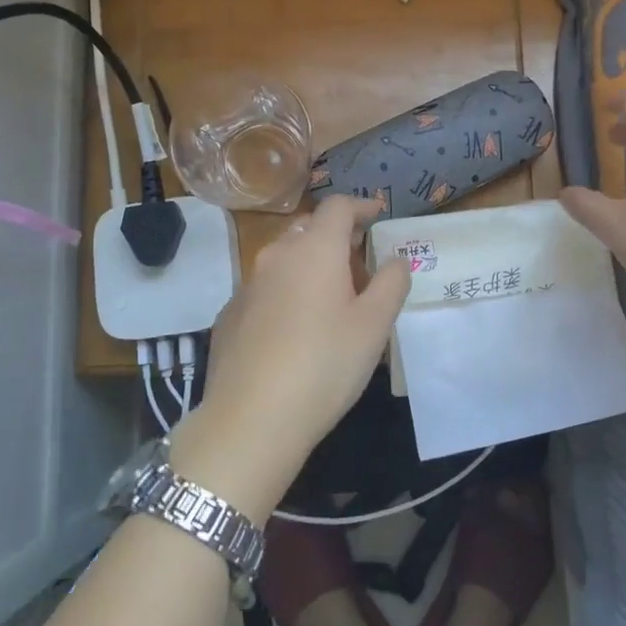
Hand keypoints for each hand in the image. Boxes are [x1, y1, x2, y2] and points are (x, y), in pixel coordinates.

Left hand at [170, 195, 410, 519]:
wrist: (250, 419)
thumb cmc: (325, 364)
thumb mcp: (374, 325)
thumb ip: (392, 283)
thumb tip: (395, 259)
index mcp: (315, 249)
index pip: (338, 206)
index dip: (361, 205)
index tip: (378, 214)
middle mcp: (277, 255)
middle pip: (308, 228)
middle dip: (335, 236)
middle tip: (359, 260)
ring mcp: (247, 285)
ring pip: (284, 258)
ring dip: (309, 263)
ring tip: (330, 295)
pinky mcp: (230, 314)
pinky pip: (265, 288)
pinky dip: (286, 291)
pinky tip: (295, 327)